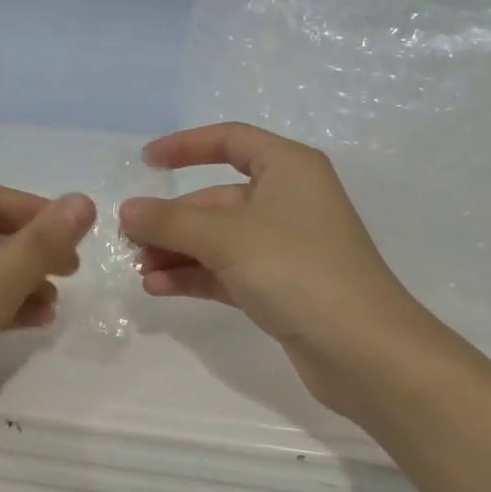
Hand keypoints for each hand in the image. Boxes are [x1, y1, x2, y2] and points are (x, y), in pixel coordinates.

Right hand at [119, 123, 438, 425]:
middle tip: (129, 242)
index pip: (231, 141)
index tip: (146, 162)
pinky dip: (196, 276)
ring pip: (220, 240)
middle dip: (173, 220)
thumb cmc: (298, 271)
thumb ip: (171, 222)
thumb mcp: (227, 239)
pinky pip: (229, 271)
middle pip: (218, 199)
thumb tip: (127, 210)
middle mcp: (289, 201)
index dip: (186, 146)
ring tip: (139, 270)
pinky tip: (159, 288)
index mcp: (288, 169)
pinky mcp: (282, 287)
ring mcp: (286, 247)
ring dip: (178, 252)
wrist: (363, 350)